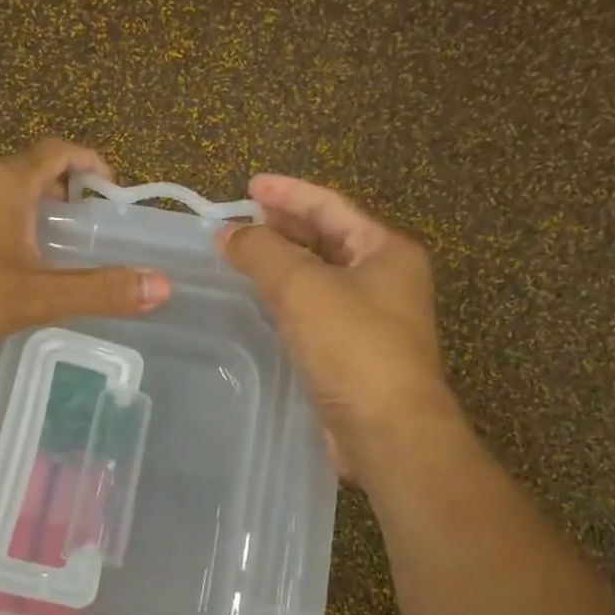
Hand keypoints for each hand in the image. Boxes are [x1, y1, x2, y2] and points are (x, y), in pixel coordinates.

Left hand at [0, 138, 171, 350]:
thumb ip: (98, 291)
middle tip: (71, 225)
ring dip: (13, 208)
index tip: (106, 181)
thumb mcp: (34, 296)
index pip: (56, 150)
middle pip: (21, 168)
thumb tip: (162, 285)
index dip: (86, 159)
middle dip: (51, 190)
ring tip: (28, 247)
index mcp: (5, 180)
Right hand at [218, 175, 456, 482]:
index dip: (288, 192)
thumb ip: (262, 253)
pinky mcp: (353, 354)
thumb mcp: (303, 287)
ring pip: (321, 277)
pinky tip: (260, 303)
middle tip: (242, 220)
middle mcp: (385, 280)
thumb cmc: (352, 346)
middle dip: (285, 226)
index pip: (330, 206)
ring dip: (284, 263)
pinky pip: (315, 312)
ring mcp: (372, 319)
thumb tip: (228, 234)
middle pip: (328, 238)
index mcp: (385, 251)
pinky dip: (287, 300)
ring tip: (244, 255)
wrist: (386, 429)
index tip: (248, 185)